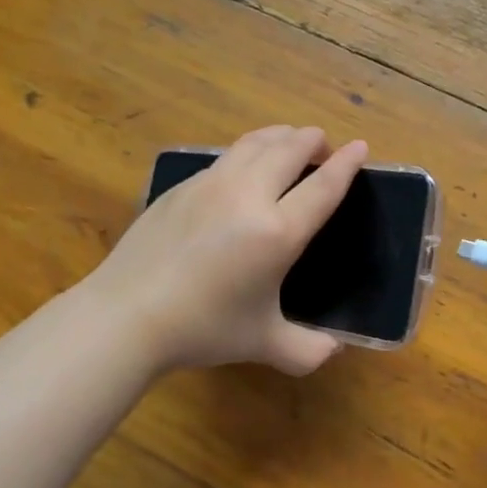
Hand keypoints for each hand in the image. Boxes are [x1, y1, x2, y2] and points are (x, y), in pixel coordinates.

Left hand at [93, 126, 367, 376]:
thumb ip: (305, 349)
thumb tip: (333, 351)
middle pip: (289, 149)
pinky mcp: (182, 186)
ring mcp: (211, 185)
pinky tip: (242, 168)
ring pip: (254, 142)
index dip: (346, 163)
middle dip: (313, 140)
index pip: (323, 186)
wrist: (126, 315)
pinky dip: (247, 152)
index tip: (360, 146)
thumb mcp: (263, 343)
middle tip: (323, 145)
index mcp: (277, 232)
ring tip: (289, 141)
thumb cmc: (203, 328)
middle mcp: (248, 196)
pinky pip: (225, 157)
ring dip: (280, 136)